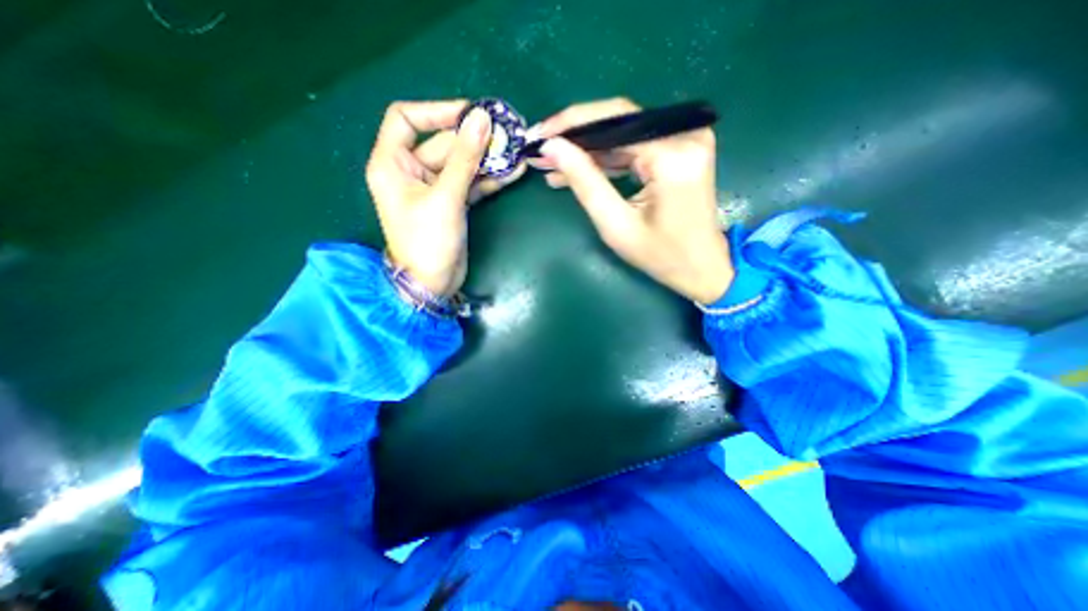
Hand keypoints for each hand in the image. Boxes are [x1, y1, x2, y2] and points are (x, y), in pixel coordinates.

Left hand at [365, 99, 526, 294]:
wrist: (433, 284)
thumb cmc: (428, 241)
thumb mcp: (445, 197)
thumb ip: (465, 158)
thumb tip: (481, 119)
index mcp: (392, 163)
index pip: (406, 119)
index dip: (437, 111)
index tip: (470, 113)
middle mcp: (411, 171)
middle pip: (443, 143)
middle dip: (475, 140)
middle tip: (508, 134)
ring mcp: (434, 189)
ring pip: (461, 164)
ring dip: (487, 159)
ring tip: (516, 151)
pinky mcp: (452, 203)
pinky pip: (471, 183)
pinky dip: (489, 179)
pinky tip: (513, 172)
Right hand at [533, 99, 733, 306]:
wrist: (702, 267)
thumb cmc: (661, 255)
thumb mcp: (616, 224)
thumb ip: (585, 182)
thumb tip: (553, 148)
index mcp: (672, 155)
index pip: (613, 120)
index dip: (571, 124)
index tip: (538, 135)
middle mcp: (685, 135)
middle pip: (617, 123)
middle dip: (575, 138)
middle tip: (540, 151)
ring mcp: (686, 140)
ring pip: (623, 135)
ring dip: (587, 150)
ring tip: (551, 165)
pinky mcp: (680, 151)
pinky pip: (635, 148)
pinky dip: (606, 159)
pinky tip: (578, 170)